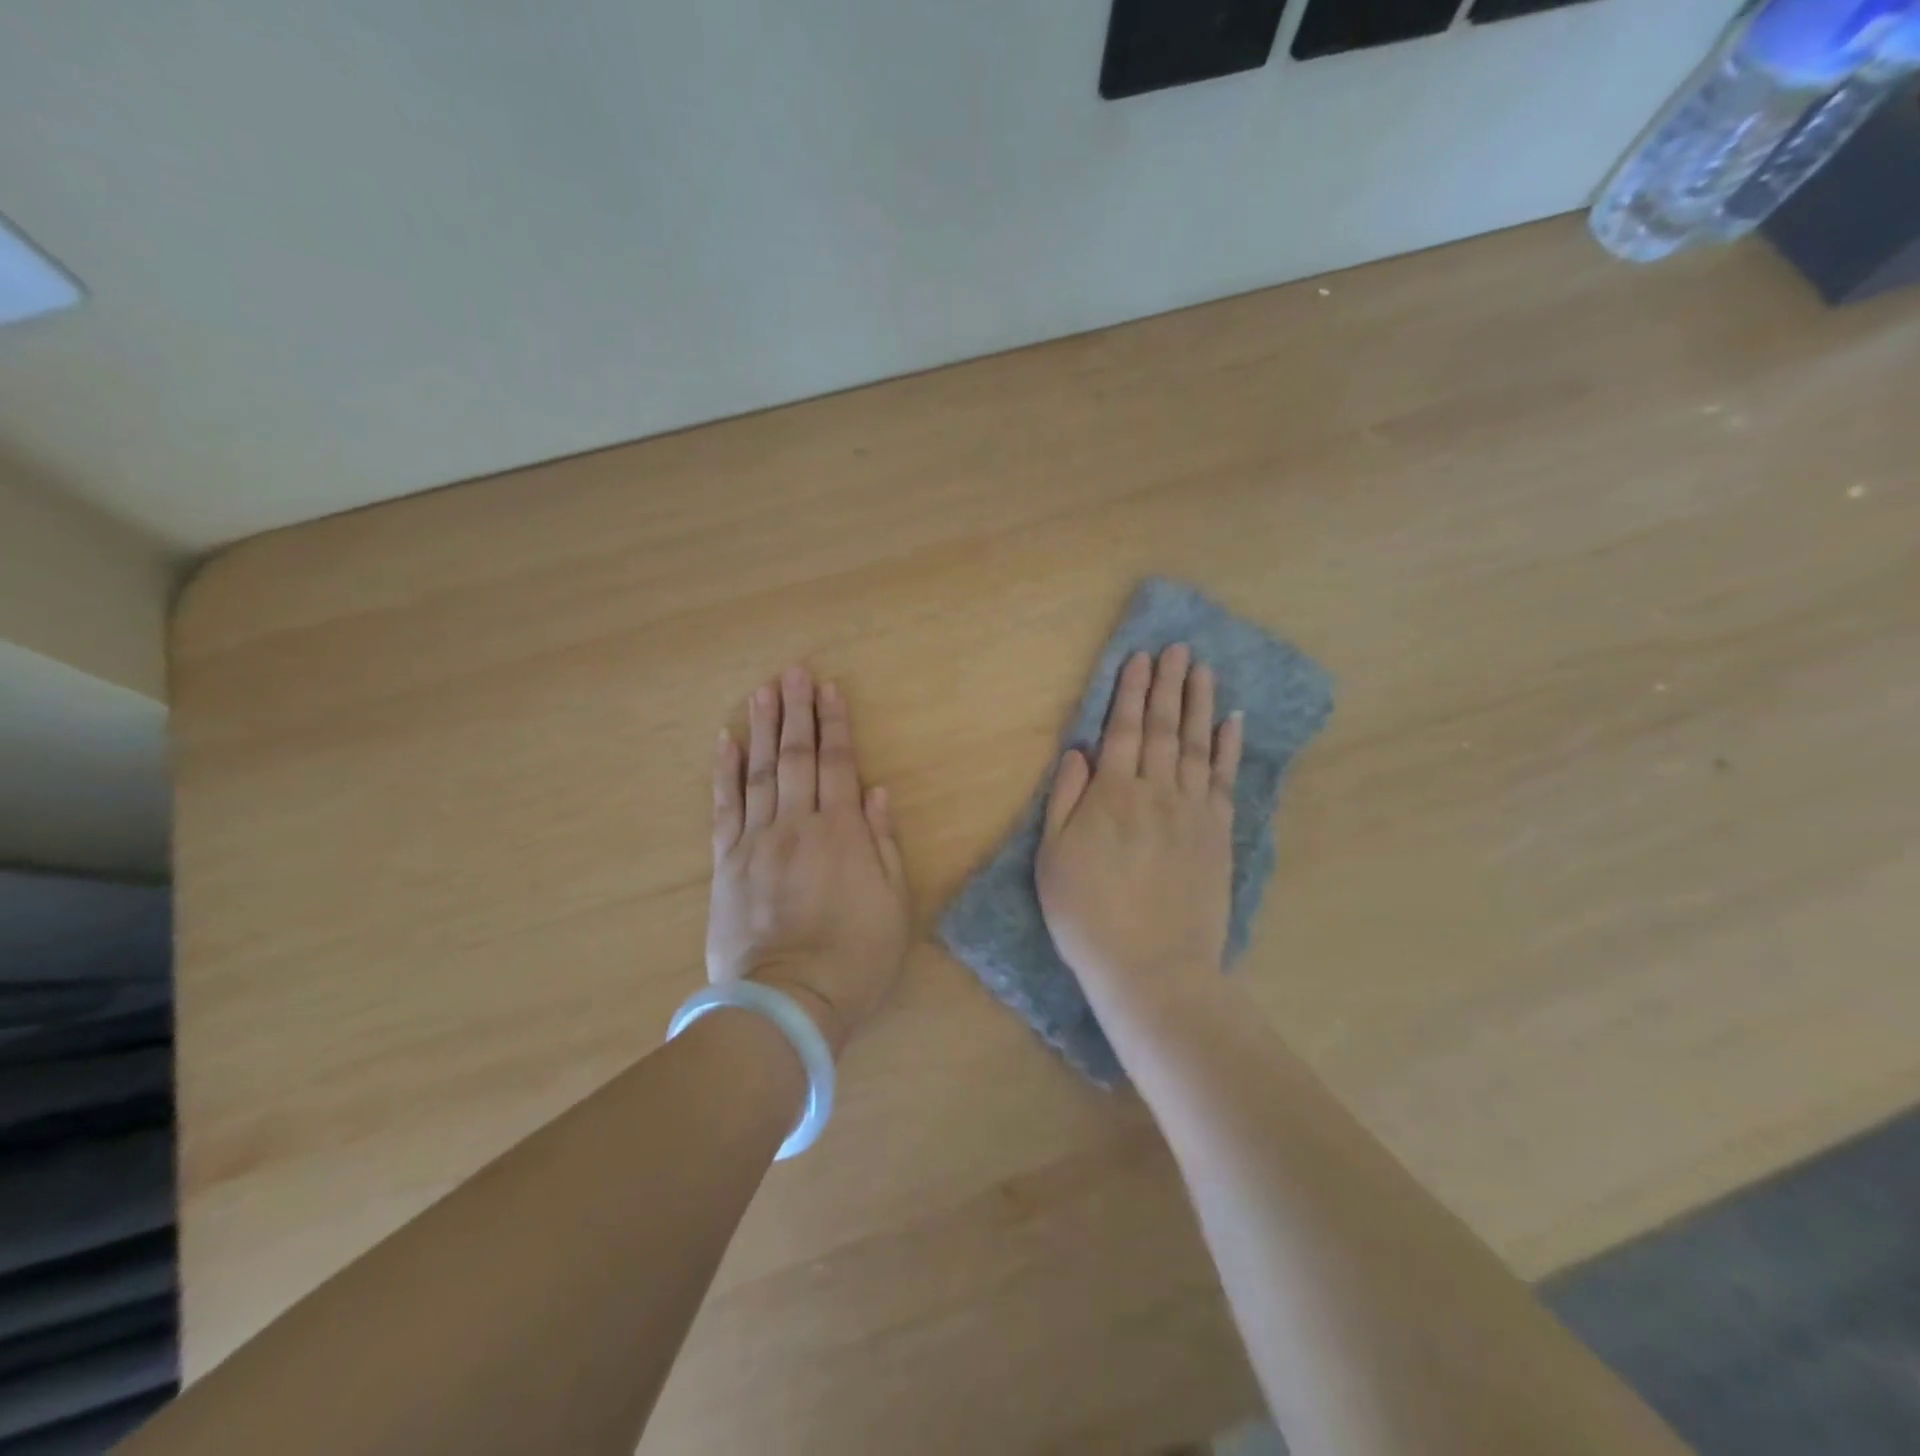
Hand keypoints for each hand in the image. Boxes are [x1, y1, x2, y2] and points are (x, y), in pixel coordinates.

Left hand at [708, 666, 910, 1056]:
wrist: (789, 1003)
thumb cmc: (855, 957)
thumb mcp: (893, 903)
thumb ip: (883, 843)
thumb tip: (876, 792)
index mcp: (842, 832)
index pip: (838, 764)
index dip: (834, 725)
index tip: (829, 690)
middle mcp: (798, 825)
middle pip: (796, 757)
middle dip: (797, 712)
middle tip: (793, 672)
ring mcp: (757, 842)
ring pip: (759, 773)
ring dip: (761, 729)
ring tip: (762, 692)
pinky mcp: (727, 863)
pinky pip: (725, 809)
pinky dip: (724, 774)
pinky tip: (724, 743)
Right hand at [1036, 645, 1242, 1011]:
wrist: (1152, 967)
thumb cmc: (1088, 916)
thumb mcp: (1053, 859)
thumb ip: (1065, 800)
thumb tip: (1079, 751)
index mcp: (1112, 795)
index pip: (1123, 730)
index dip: (1131, 692)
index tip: (1140, 659)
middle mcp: (1156, 792)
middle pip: (1164, 728)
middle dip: (1169, 685)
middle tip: (1178, 649)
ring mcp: (1193, 812)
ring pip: (1198, 745)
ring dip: (1201, 704)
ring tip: (1204, 670)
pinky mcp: (1218, 834)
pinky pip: (1225, 780)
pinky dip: (1229, 748)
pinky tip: (1233, 722)